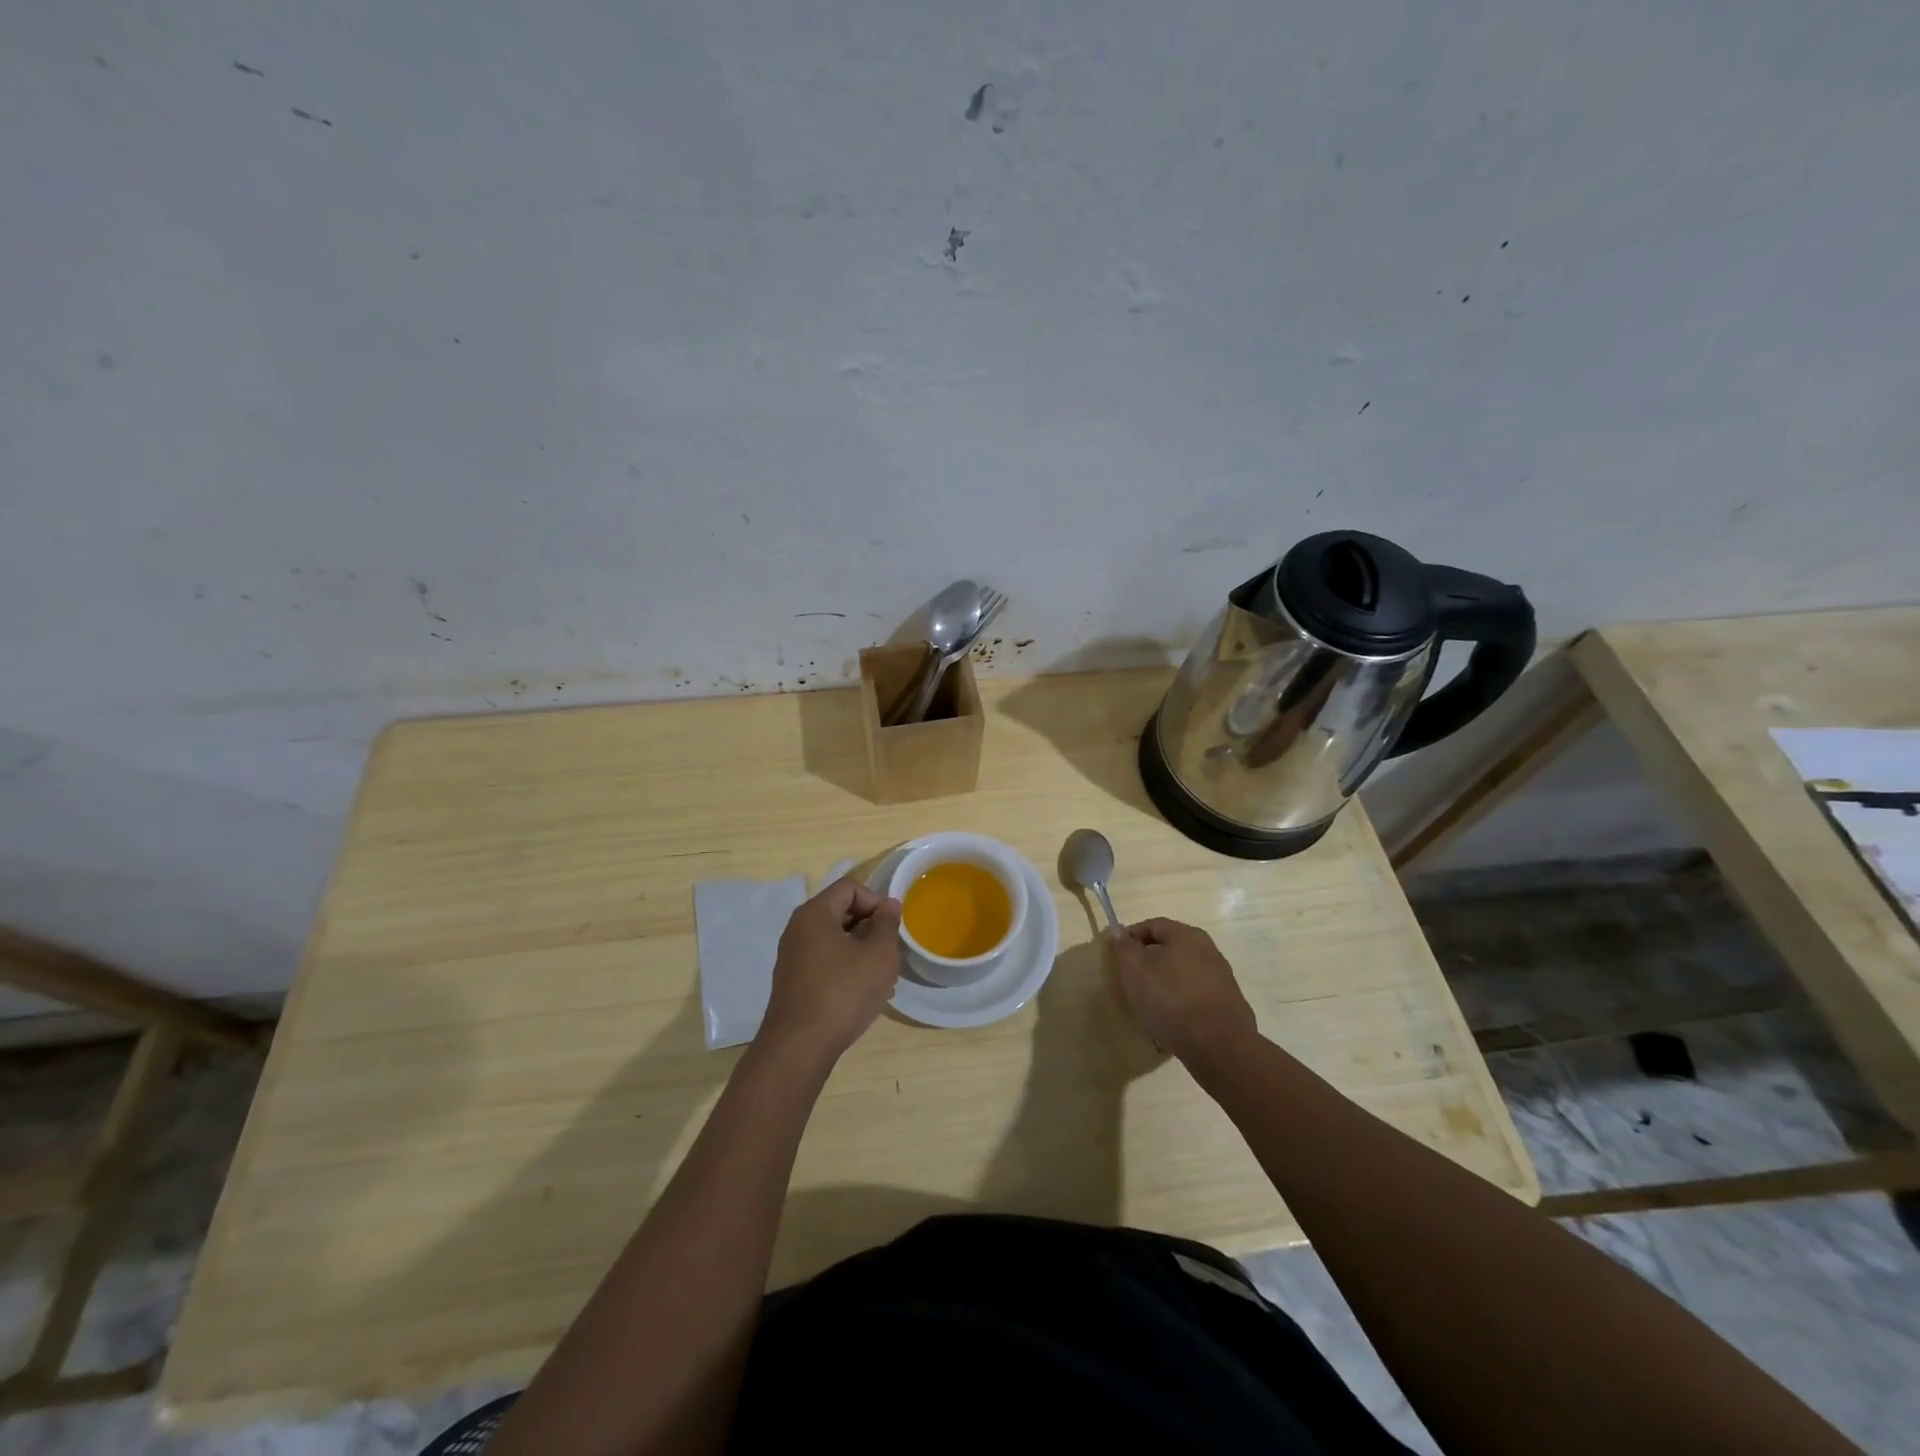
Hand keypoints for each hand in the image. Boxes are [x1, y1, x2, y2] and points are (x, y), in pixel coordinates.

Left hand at [759, 877, 903, 1061]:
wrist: (799, 1047)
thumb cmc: (843, 992)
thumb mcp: (878, 955)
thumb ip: (887, 924)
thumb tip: (889, 905)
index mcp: (815, 914)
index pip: (850, 888)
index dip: (876, 901)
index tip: (893, 927)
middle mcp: (798, 929)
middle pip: (841, 911)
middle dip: (871, 927)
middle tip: (891, 951)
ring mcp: (792, 956)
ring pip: (835, 939)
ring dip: (861, 950)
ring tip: (883, 977)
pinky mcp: (793, 981)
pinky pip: (825, 961)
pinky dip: (846, 968)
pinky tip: (864, 993)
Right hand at [1108, 917, 1255, 1062]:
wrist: (1219, 1046)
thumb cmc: (1170, 999)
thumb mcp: (1135, 969)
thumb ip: (1124, 947)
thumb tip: (1121, 933)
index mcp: (1187, 935)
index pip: (1152, 925)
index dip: (1130, 937)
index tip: (1115, 956)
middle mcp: (1209, 950)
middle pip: (1170, 949)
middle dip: (1147, 962)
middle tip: (1130, 981)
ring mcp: (1222, 979)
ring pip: (1182, 974)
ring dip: (1164, 984)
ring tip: (1148, 1005)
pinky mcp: (1228, 1006)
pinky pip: (1195, 997)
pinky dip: (1180, 1003)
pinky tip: (1171, 1022)